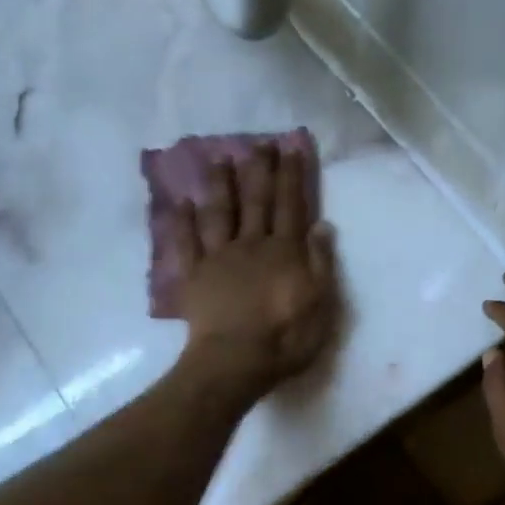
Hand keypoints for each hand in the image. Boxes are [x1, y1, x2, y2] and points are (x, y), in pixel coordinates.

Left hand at [171, 145, 338, 402]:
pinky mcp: (195, 275)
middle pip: (257, 201)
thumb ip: (321, 263)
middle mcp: (252, 245)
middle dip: (260, 171)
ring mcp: (220, 258)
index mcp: (284, 251)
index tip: (291, 148)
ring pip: (221, 213)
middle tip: (260, 143)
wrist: (235, 360)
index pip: (291, 205)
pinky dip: (184, 222)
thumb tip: (321, 225)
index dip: (292, 176)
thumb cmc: (284, 338)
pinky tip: (182, 203)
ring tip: (220, 158)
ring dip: (222, 185)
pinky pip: (188, 243)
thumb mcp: (321, 304)